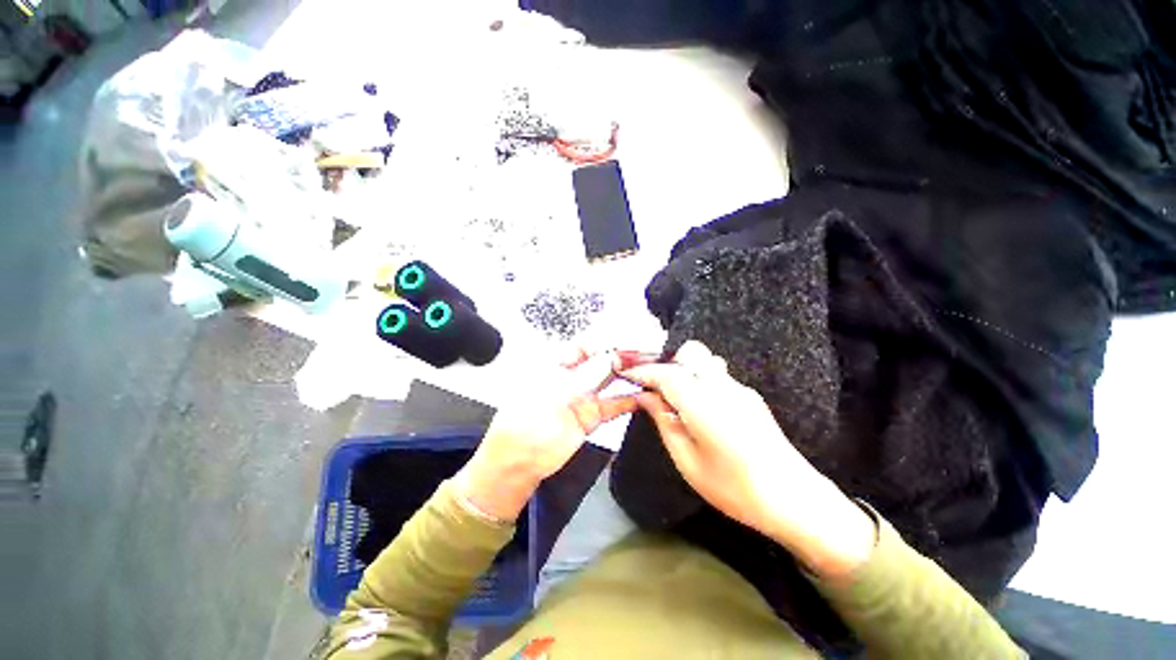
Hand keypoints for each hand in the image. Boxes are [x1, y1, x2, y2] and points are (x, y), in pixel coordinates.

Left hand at [455, 349, 637, 521]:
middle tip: (644, 355)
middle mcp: (570, 377)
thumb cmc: (525, 419)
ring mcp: (581, 397)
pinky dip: (628, 400)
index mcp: (555, 364)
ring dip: (627, 376)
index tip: (625, 344)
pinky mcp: (590, 417)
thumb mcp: (556, 390)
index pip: (585, 346)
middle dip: (621, 357)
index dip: (606, 343)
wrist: (518, 460)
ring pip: (609, 381)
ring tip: (648, 370)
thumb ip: (587, 374)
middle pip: (600, 361)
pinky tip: (642, 395)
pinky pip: (612, 404)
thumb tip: (612, 357)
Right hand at [619, 341, 875, 578]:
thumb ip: (664, 422)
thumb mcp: (688, 462)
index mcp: (705, 406)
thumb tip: (645, 397)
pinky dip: (699, 379)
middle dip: (667, 363)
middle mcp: (723, 388)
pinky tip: (698, 406)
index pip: (668, 374)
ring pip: (705, 360)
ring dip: (685, 369)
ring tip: (675, 396)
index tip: (626, 374)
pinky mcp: (749, 396)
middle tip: (655, 387)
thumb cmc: (734, 489)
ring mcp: (740, 389)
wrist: (795, 500)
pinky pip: (717, 374)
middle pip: (691, 353)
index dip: (644, 371)